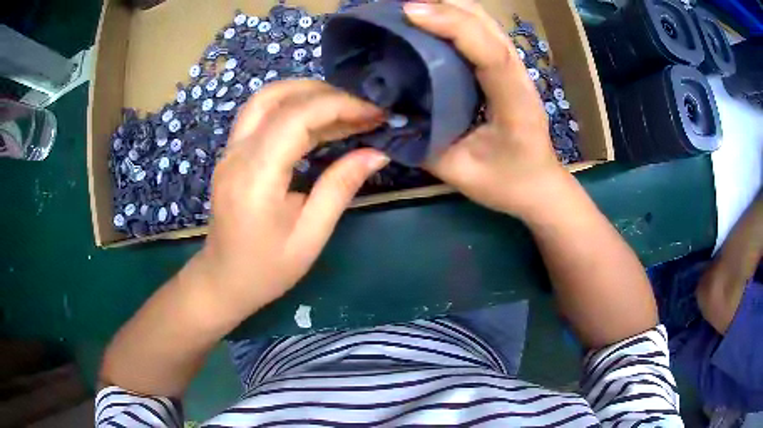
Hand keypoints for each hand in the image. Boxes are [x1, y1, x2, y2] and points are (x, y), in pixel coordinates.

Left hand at [195, 80, 388, 313]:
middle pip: (278, 97)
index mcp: (256, 176)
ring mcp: (230, 150)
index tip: (375, 114)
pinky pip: (261, 114)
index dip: (340, 106)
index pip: (296, 117)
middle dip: (327, 94)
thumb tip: (377, 153)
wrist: (223, 281)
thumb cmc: (266, 269)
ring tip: (345, 109)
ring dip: (307, 93)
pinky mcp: (232, 153)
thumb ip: (340, 187)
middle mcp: (237, 153)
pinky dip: (293, 107)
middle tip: (363, 110)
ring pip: (266, 98)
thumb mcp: (310, 236)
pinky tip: (319, 121)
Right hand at [405, 0, 567, 217]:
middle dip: (443, 4)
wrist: (538, 185)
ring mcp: (514, 68)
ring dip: (447, 6)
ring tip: (407, 11)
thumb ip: (424, 144)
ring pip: (484, 21)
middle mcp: (519, 76)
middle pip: (487, 23)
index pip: (489, 52)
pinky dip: (453, 18)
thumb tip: (385, 114)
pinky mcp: (505, 67)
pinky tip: (427, 22)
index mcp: (514, 104)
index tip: (410, 12)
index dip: (452, 25)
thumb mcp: (461, 173)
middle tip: (397, 8)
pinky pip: (480, 31)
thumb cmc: (506, 183)